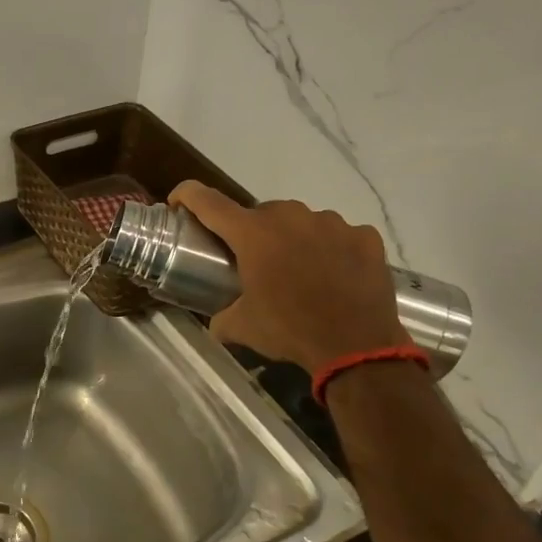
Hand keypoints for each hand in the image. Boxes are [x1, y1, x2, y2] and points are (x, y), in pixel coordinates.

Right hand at [170, 181, 407, 372]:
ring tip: (299, 274)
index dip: (187, 196)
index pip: (208, 201)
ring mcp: (332, 223)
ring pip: (302, 222)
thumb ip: (220, 316)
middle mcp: (291, 216)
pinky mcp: (364, 236)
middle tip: (255, 264)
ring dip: (293, 240)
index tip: (178, 202)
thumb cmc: (290, 330)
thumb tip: (216, 320)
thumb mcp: (242, 328)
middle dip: (253, 233)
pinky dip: (331, 250)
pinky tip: (334, 277)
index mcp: (253, 234)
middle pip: (260, 213)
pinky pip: (339, 236)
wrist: (356, 346)